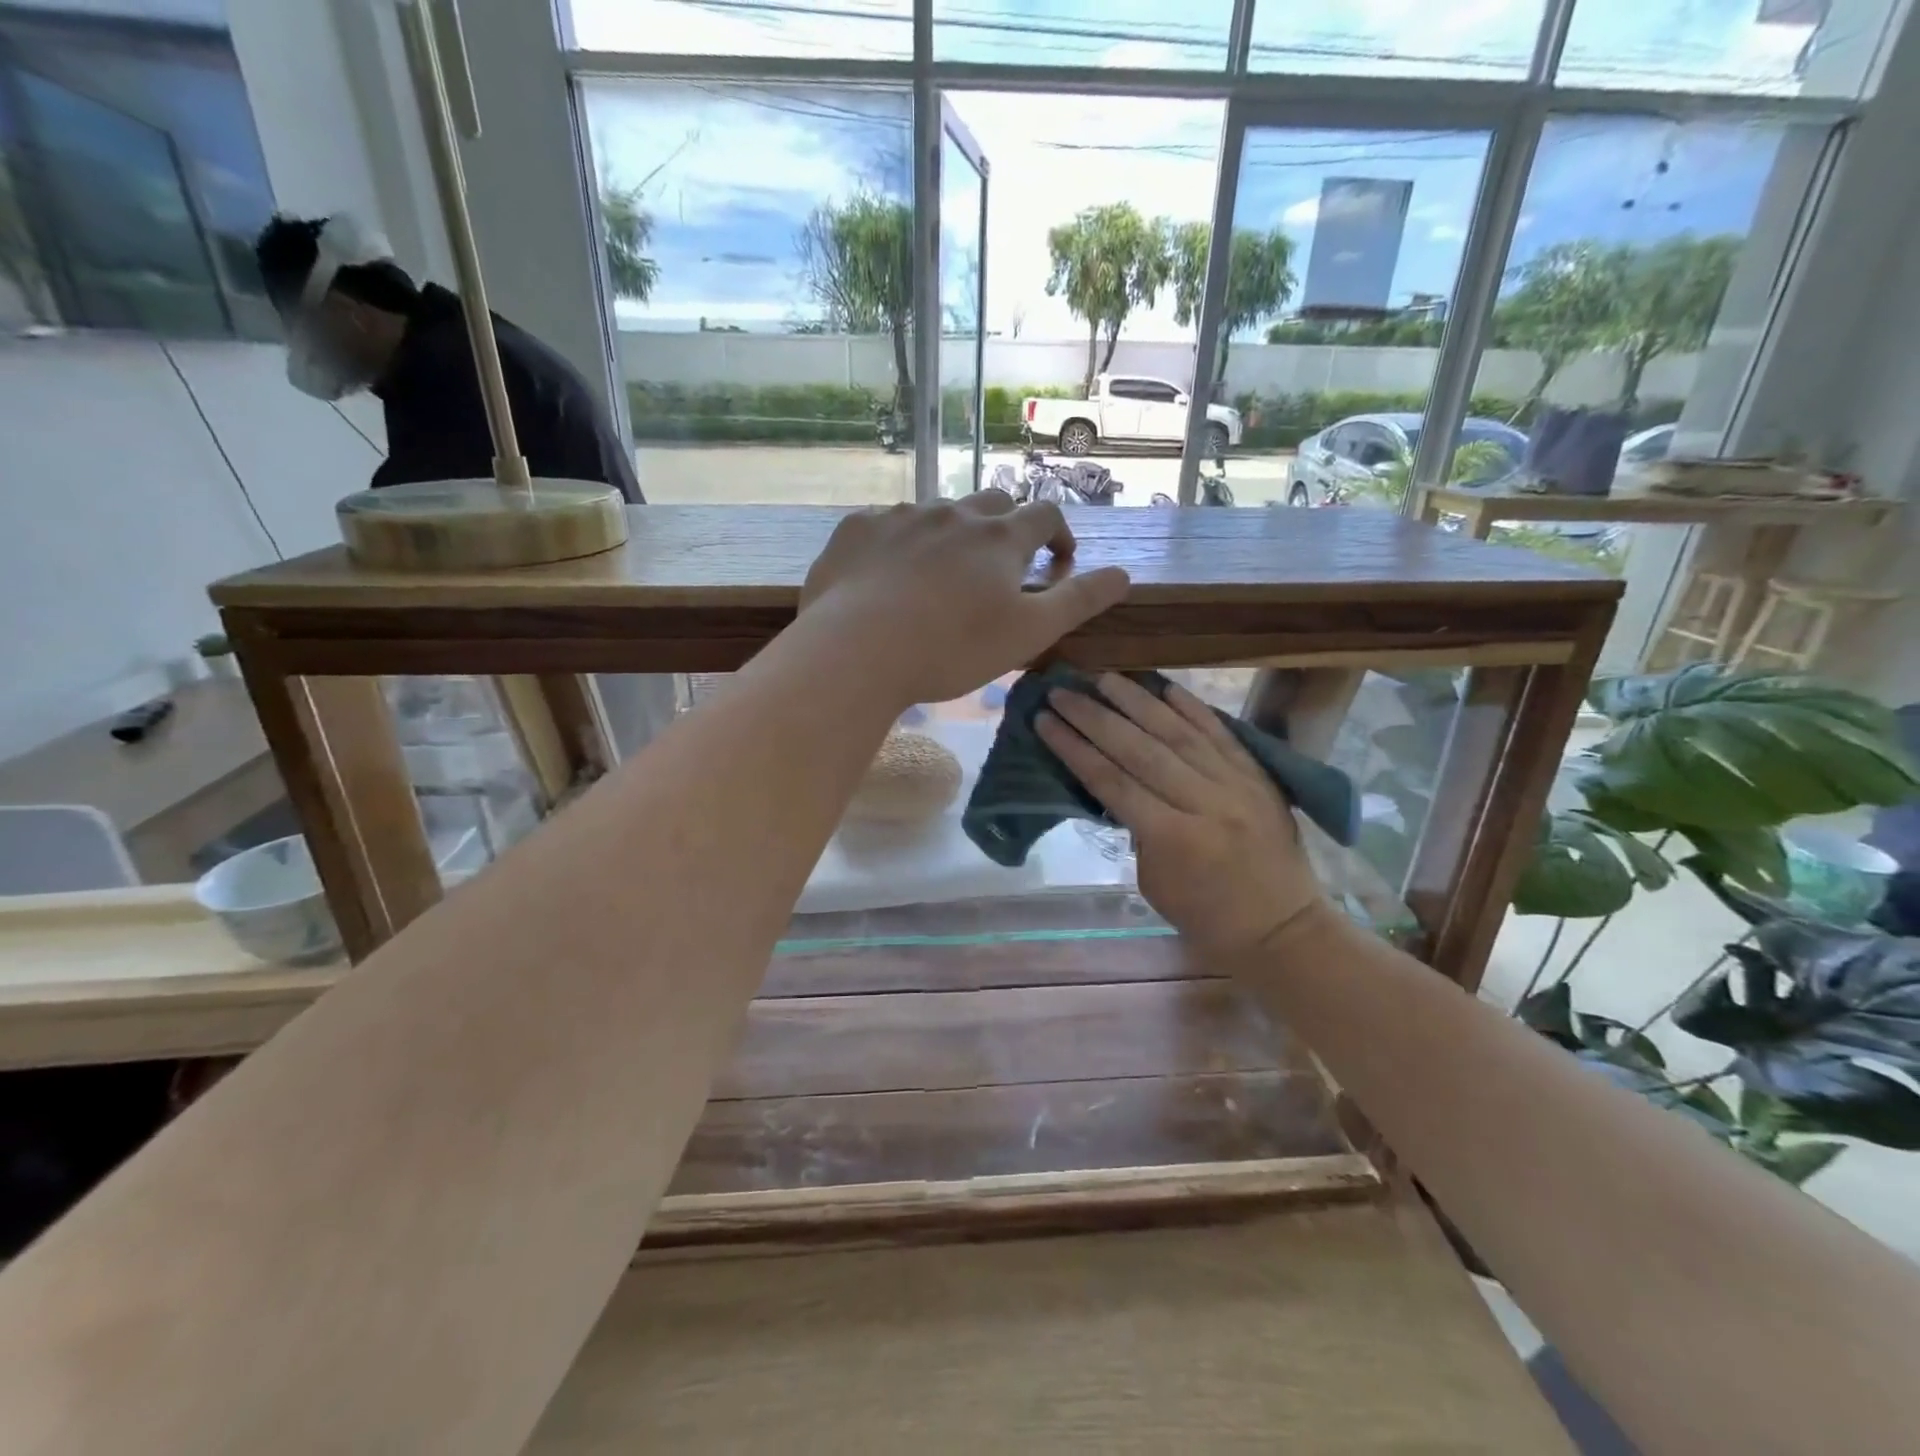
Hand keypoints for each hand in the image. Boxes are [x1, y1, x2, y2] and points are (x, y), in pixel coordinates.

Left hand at [800, 494, 1129, 707]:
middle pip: (993, 503)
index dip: (1058, 534)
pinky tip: (890, 574)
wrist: (857, 651)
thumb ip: (1078, 601)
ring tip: (943, 575)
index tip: (1059, 560)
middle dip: (1008, 528)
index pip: (1045, 515)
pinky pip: (888, 523)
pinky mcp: (857, 528)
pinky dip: (901, 542)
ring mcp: (901, 515)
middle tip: (1002, 567)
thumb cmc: (951, 648)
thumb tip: (1124, 575)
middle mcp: (954, 512)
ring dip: (953, 534)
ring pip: (939, 511)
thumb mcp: (1028, 633)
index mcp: (1000, 537)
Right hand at [1035, 674, 1323, 957]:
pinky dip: (1192, 709)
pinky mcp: (1258, 776)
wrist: (1284, 929)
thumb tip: (1119, 785)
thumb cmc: (1207, 917)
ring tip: (1104, 678)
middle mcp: (1204, 802)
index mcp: (1173, 838)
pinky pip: (1220, 734)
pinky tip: (1165, 688)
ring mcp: (1235, 784)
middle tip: (1062, 692)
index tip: (1045, 721)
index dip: (1074, 748)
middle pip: (1139, 749)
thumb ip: (1137, 829)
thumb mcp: (1154, 881)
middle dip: (1094, 717)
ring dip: (1137, 702)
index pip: (1112, 782)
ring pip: (1178, 732)